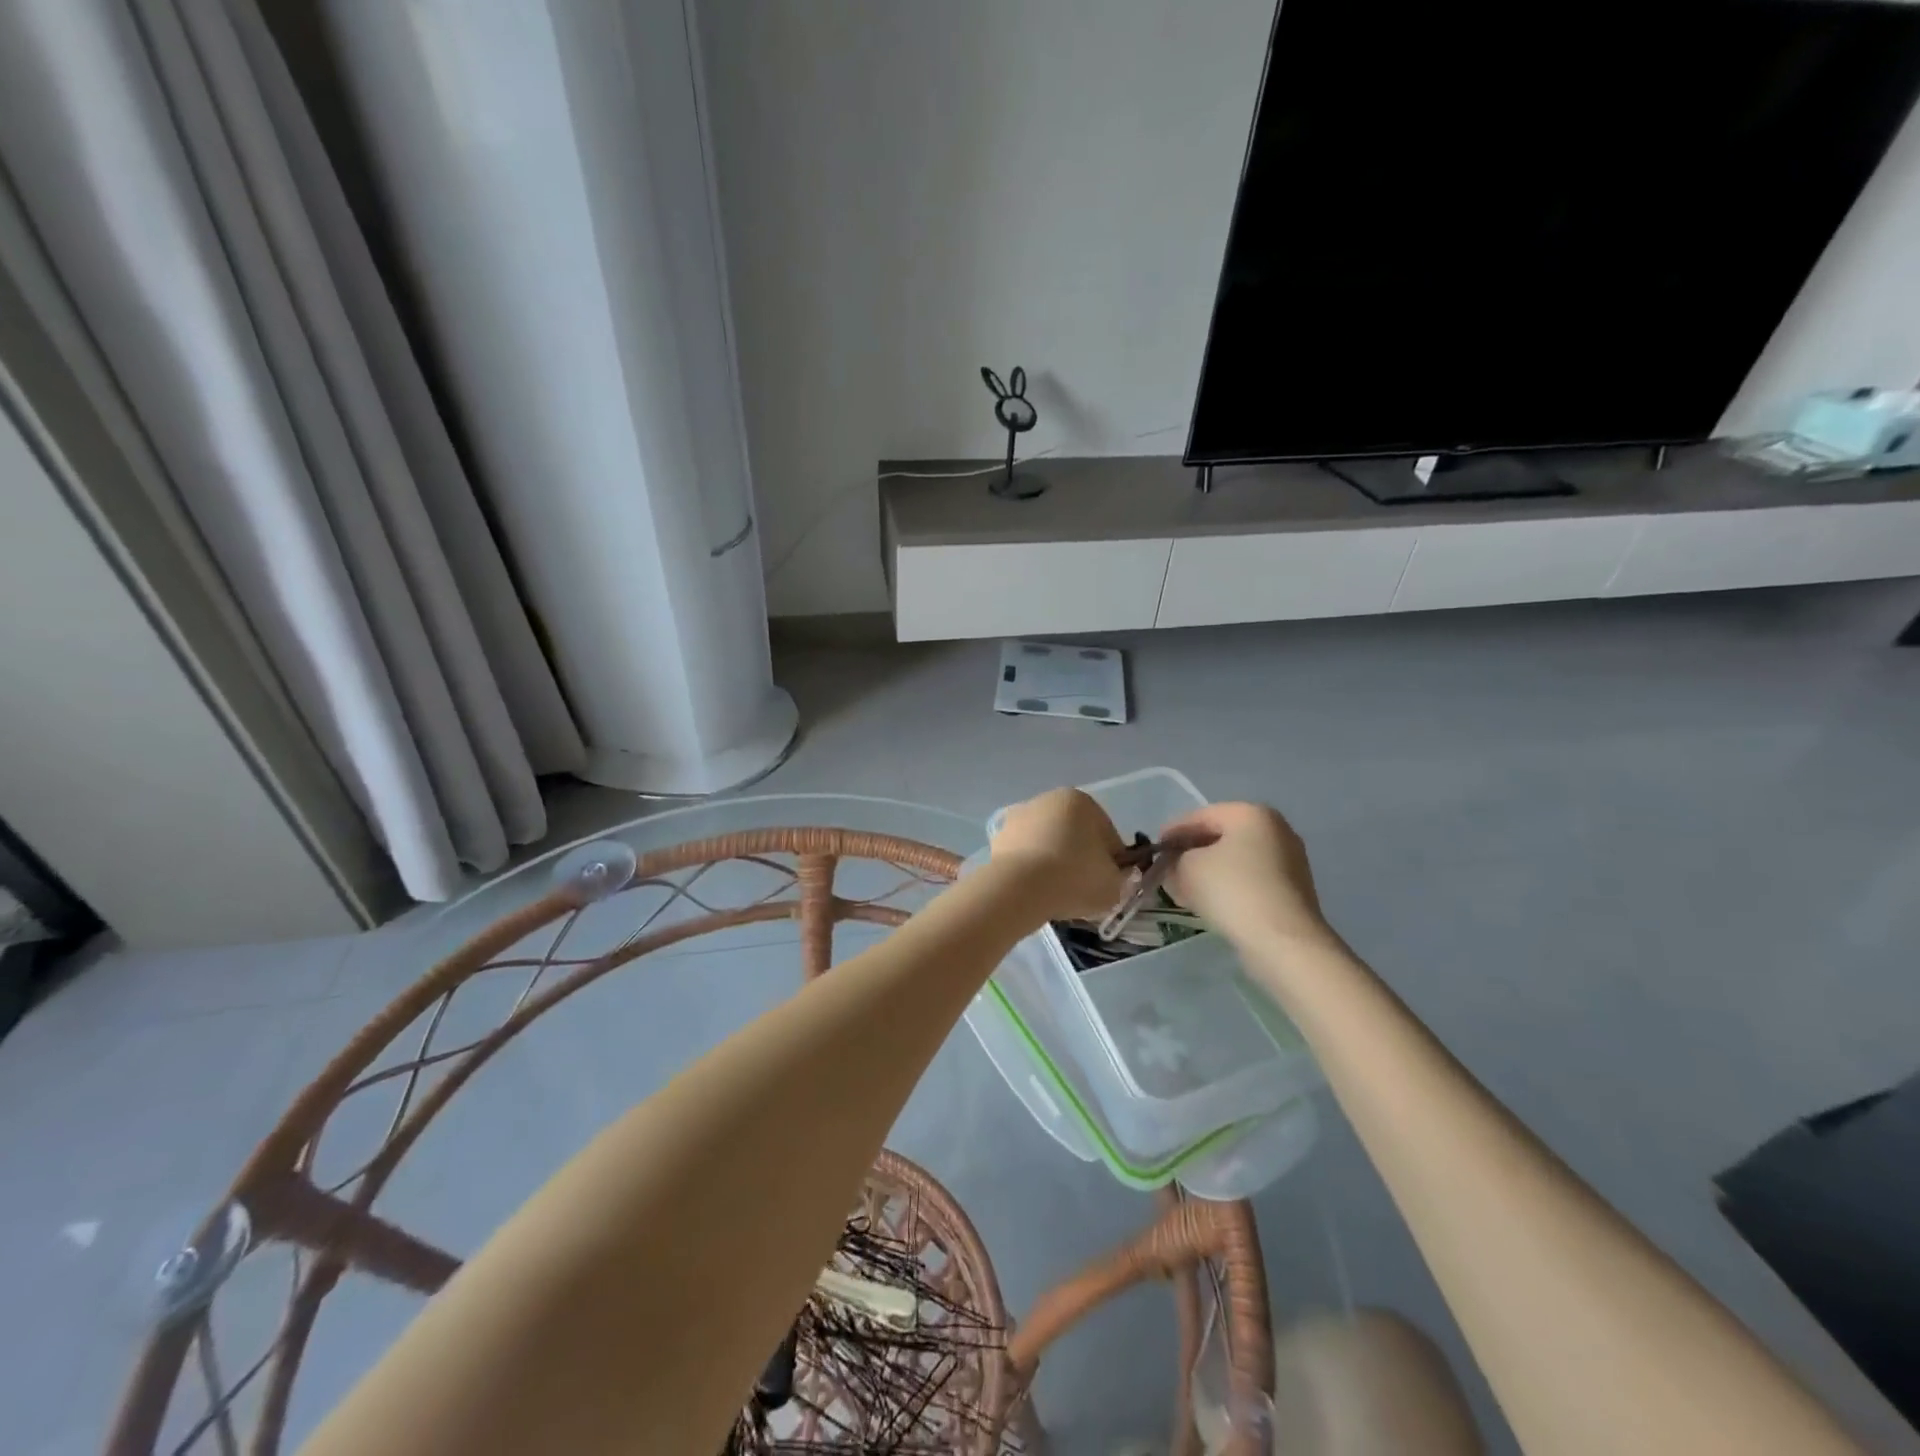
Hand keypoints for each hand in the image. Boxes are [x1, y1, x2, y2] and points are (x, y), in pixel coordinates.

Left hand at [990, 788, 1127, 920]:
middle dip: (1081, 858)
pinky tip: (1036, 891)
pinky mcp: (998, 839)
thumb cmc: (1075, 877)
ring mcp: (1019, 818)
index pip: (1107, 833)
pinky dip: (1032, 870)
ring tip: (1058, 894)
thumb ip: (1123, 878)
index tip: (1111, 883)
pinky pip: (1025, 856)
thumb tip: (1119, 876)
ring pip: (1048, 844)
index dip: (1113, 861)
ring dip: (1055, 863)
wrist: (1020, 888)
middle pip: (1075, 834)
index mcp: (1080, 801)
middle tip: (1085, 890)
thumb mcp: (1115, 884)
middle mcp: (1047, 800)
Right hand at [1161, 803, 1333, 949]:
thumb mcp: (1187, 869)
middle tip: (1167, 869)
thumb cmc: (1233, 891)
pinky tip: (1210, 902)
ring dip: (1208, 871)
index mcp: (1251, 813)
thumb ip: (1175, 860)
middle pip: (1220, 836)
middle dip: (1191, 852)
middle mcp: (1275, 829)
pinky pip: (1250, 879)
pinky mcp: (1292, 889)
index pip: (1200, 816)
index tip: (1154, 849)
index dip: (1172, 831)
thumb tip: (1176, 866)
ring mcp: (1288, 860)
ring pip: (1235, 859)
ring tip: (1184, 889)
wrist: (1283, 942)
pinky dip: (1228, 885)